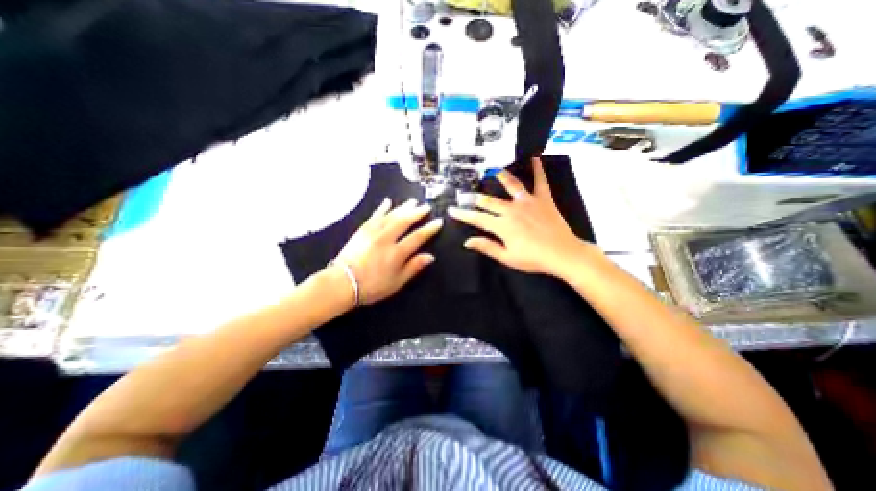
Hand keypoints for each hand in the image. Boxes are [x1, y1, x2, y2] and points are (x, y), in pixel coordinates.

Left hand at [336, 198, 444, 304]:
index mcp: (396, 253)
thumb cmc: (372, 286)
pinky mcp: (362, 230)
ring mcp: (373, 232)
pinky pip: (375, 216)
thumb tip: (430, 256)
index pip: (417, 237)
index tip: (438, 221)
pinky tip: (388, 202)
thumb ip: (414, 267)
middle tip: (426, 206)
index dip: (429, 229)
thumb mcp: (397, 282)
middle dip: (417, 213)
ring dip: (403, 207)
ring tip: (413, 201)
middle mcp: (386, 239)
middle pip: (405, 221)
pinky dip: (382, 208)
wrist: (342, 283)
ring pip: (391, 215)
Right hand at [452, 159, 586, 277]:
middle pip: (488, 201)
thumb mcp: (507, 257)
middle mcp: (511, 210)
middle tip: (463, 193)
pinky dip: (538, 169)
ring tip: (492, 168)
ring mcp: (528, 202)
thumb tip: (467, 241)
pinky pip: (540, 181)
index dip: (462, 214)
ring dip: (500, 176)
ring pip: (510, 185)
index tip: (451, 209)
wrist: (563, 254)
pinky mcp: (543, 199)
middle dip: (473, 198)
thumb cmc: (533, 259)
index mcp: (502, 226)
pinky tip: (535, 157)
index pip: (477, 218)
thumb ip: (487, 247)